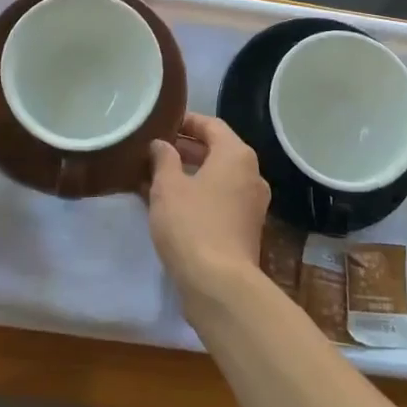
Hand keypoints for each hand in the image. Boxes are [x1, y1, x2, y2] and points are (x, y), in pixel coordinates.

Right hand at [146, 113, 270, 300]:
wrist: (219, 285)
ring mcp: (252, 204)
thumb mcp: (168, 187)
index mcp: (236, 155)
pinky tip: (170, 204)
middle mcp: (251, 174)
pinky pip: (220, 199)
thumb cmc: (192, 225)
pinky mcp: (246, 229)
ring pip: (218, 177)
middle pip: (217, 150)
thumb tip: (161, 144)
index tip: (161, 124)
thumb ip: (163, 159)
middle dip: (186, 148)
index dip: (186, 121)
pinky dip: (199, 195)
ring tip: (156, 176)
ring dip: (190, 173)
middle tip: (154, 149)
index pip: (211, 125)